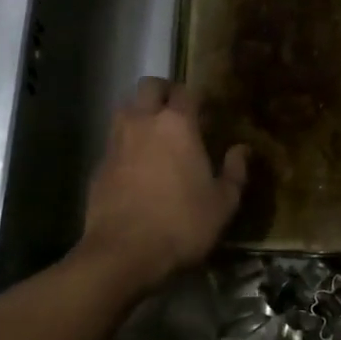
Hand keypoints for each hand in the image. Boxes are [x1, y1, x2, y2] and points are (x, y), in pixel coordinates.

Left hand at [80, 78, 248, 289]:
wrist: (122, 253)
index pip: (185, 91)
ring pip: (125, 108)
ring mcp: (116, 141)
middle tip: (176, 111)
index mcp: (177, 124)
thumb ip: (235, 172)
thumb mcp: (223, 204)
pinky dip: (125, 143)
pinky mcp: (99, 164)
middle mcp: (143, 122)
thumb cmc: (181, 224)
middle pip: (149, 86)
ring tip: (154, 133)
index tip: (206, 110)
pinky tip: (136, 165)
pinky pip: (114, 140)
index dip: (196, 97)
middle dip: (163, 92)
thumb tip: (241, 149)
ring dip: (140, 112)